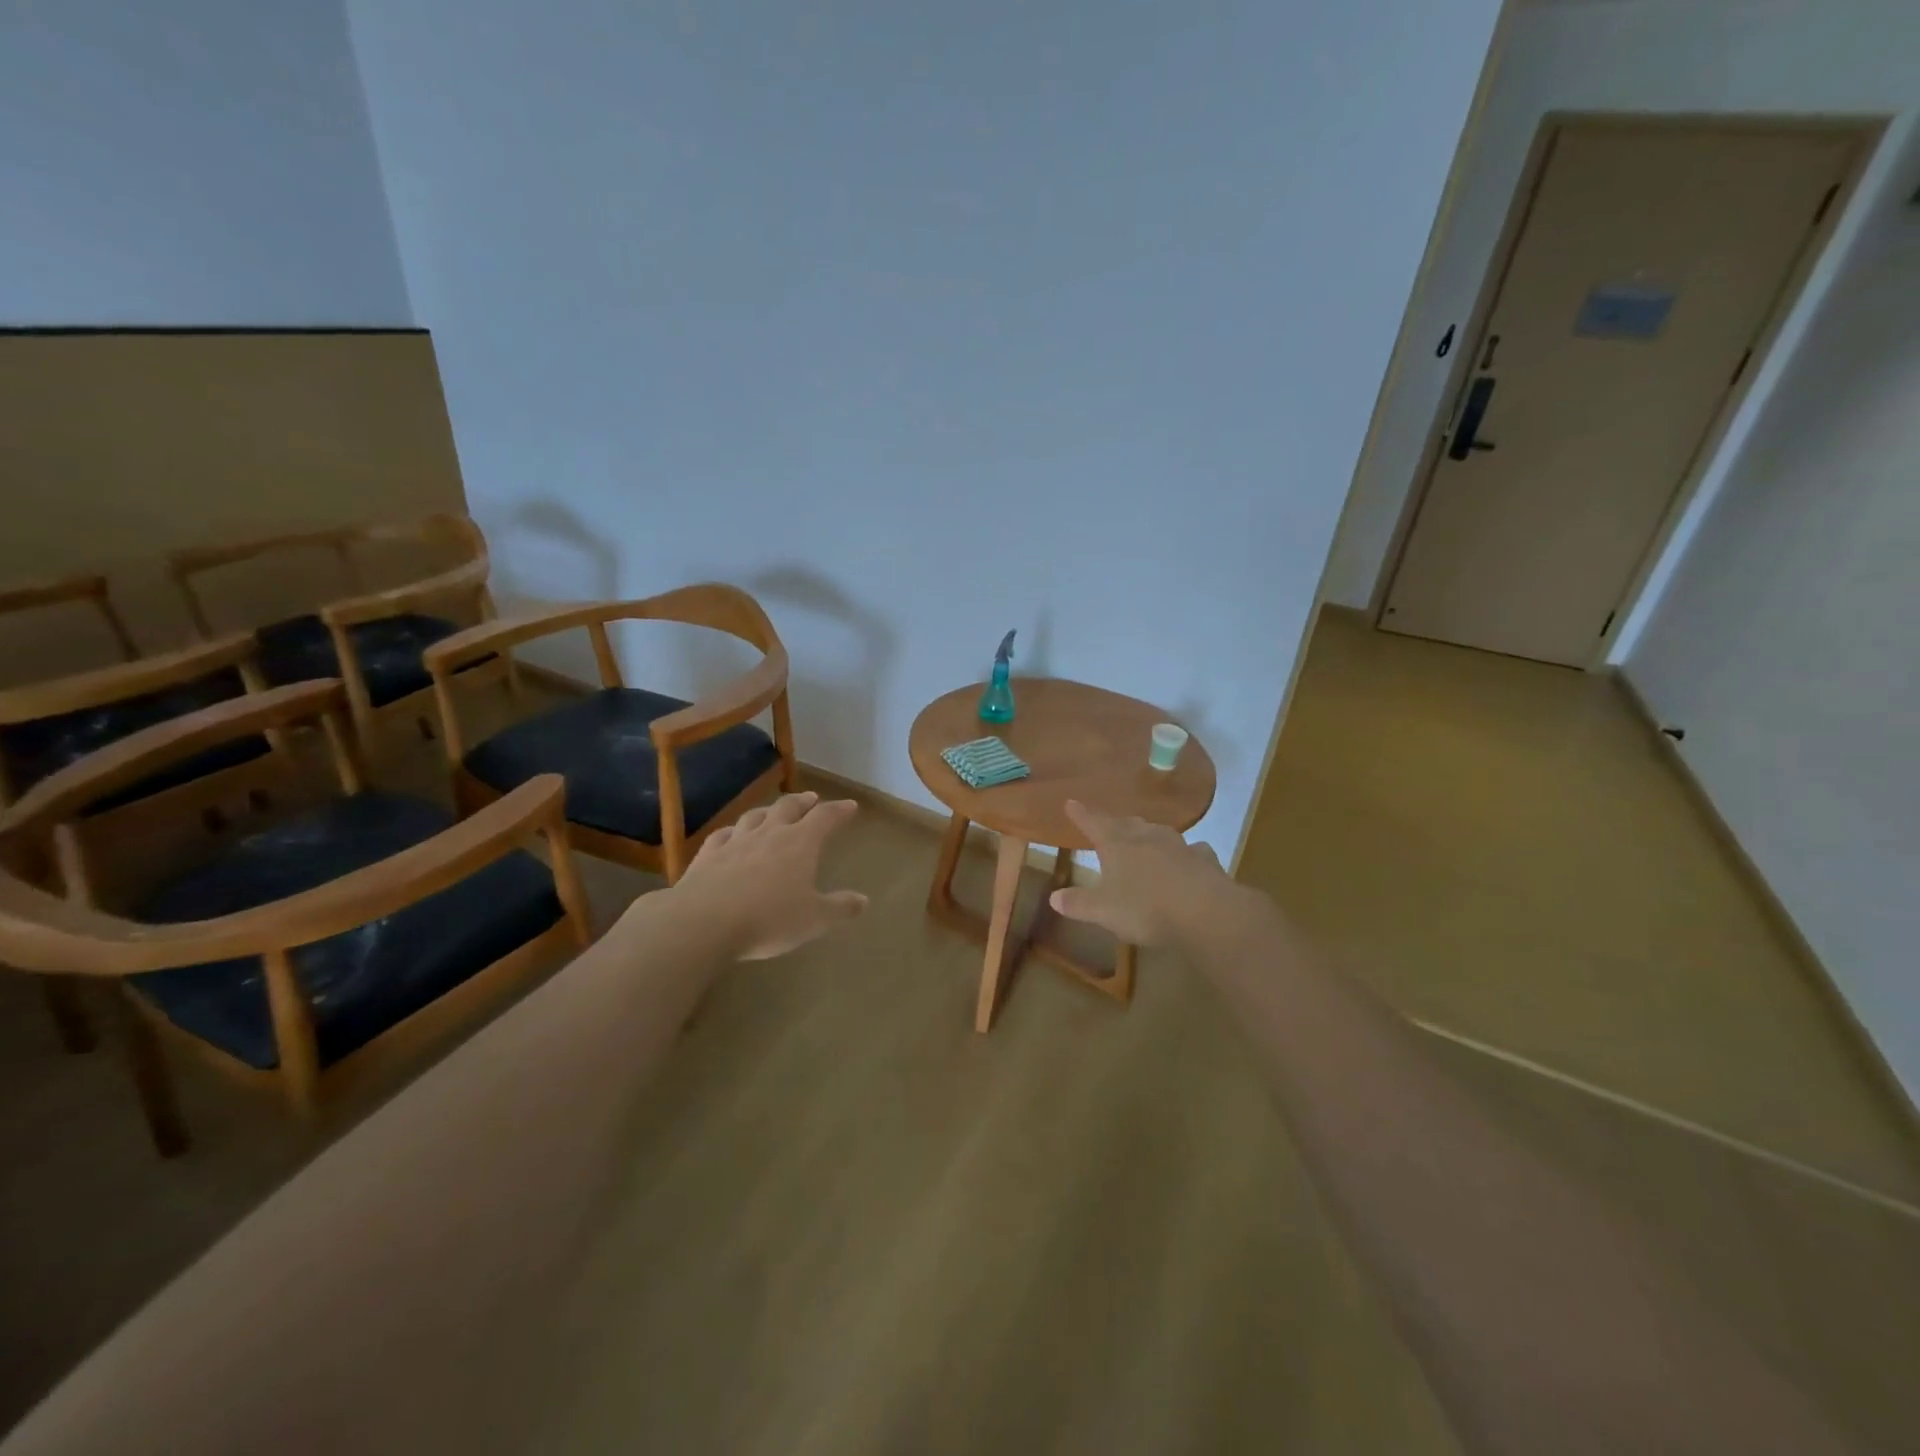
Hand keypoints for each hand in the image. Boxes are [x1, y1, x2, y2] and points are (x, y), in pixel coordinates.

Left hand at [673, 791, 869, 959]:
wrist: (703, 922)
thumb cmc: (768, 919)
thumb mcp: (814, 920)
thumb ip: (840, 908)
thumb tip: (863, 900)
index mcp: (800, 843)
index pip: (825, 817)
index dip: (839, 810)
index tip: (850, 805)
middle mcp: (769, 834)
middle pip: (788, 807)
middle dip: (803, 802)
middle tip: (811, 799)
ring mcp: (735, 842)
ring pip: (755, 816)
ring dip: (768, 811)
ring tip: (773, 812)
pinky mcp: (707, 856)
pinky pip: (723, 835)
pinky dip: (733, 831)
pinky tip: (731, 834)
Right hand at [1049, 799, 1244, 947]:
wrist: (1204, 911)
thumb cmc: (1145, 908)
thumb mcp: (1103, 911)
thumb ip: (1079, 903)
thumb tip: (1054, 897)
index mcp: (1117, 845)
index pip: (1093, 823)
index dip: (1081, 814)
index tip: (1071, 802)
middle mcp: (1145, 837)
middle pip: (1126, 824)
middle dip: (1114, 824)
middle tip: (1108, 824)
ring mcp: (1177, 845)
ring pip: (1158, 832)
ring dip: (1148, 834)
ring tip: (1143, 837)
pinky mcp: (1203, 860)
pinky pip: (1191, 851)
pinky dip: (1185, 853)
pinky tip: (1189, 857)